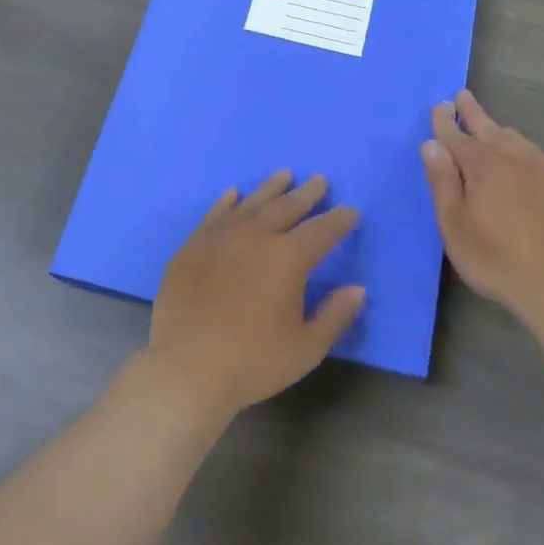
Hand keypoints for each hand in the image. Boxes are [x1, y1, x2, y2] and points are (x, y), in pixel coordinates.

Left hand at [143, 171, 365, 421]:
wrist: (185, 369)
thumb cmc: (252, 362)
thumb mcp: (305, 348)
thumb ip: (335, 315)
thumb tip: (358, 289)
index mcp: (288, 258)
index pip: (322, 230)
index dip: (339, 220)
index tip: (351, 211)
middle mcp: (256, 236)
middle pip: (287, 207)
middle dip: (307, 193)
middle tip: (319, 180)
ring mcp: (220, 237)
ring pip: (251, 203)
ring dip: (270, 188)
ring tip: (284, 175)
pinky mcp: (192, 246)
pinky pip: (214, 215)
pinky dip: (226, 202)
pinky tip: (232, 193)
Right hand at [421, 89, 543, 332]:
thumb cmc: (498, 261)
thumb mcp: (456, 226)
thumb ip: (443, 183)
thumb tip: (432, 145)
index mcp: (485, 166)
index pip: (458, 136)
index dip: (445, 121)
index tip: (439, 105)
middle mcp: (519, 161)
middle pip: (492, 130)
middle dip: (474, 113)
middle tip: (463, 96)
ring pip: (522, 144)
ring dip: (504, 133)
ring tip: (496, 129)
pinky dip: (530, 161)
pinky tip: (532, 172)